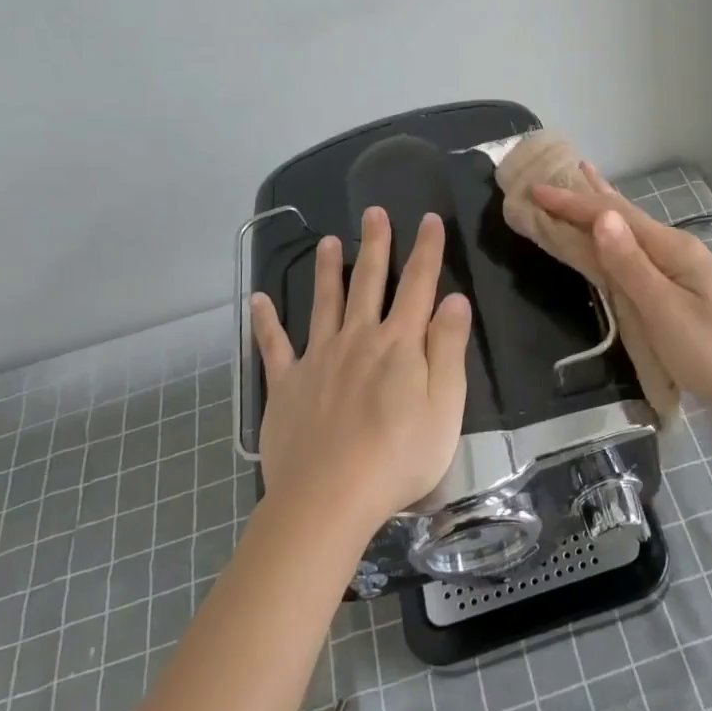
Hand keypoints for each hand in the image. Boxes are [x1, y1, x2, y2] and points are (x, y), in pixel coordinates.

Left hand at [248, 207, 472, 532]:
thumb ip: (448, 349)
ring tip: (327, 241)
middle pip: (368, 283)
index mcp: (400, 344)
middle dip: (375, 245)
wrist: (329, 497)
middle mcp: (358, 339)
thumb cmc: (399, 456)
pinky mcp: (287, 385)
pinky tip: (257, 300)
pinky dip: (265, 322)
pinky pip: (274, 346)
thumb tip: (453, 299)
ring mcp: (318, 359)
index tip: (428, 219)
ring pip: (324, 303)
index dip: (426, 250)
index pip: (418, 285)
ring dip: (327, 270)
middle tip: (373, 213)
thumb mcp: (445, 405)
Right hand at [530, 169, 711, 422]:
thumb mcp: (666, 310)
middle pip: (623, 215)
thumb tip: (602, 217)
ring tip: (583, 188)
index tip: (534, 190)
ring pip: (632, 231)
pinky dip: (617, 237)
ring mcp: (682, 268)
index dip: (571, 203)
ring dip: (602, 211)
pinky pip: (639, 251)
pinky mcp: (683, 288)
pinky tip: (617, 239)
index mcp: (670, 249)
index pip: (612, 216)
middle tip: (553, 178)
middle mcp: (675, 250)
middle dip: (586, 197)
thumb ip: (631, 265)